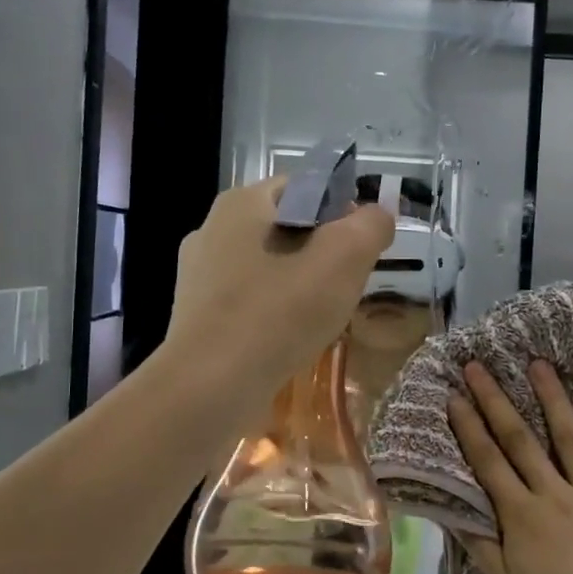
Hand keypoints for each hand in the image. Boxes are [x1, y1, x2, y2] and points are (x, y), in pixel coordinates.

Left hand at [165, 178, 393, 410]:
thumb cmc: (278, 312)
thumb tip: (377, 216)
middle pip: (286, 228)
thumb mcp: (344, 258)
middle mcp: (211, 228)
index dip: (342, 210)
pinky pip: (248, 301)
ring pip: (267, 268)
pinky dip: (273, 313)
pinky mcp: (195, 315)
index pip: (305, 187)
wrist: (209, 387)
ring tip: (322, 317)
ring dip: (298, 285)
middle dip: (322, 252)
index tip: (362, 248)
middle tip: (348, 285)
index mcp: (241, 202)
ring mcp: (198, 275)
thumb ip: (370, 226)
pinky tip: (288, 339)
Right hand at [449, 360, 572, 573]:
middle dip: (496, 400)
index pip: (488, 462)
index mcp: (522, 519)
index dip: (469, 427)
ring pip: (569, 439)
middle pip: (521, 440)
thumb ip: (482, 546)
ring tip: (538, 365)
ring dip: (552, 400)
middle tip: (479, 366)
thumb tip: (453, 508)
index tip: (454, 395)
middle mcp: (555, 497)